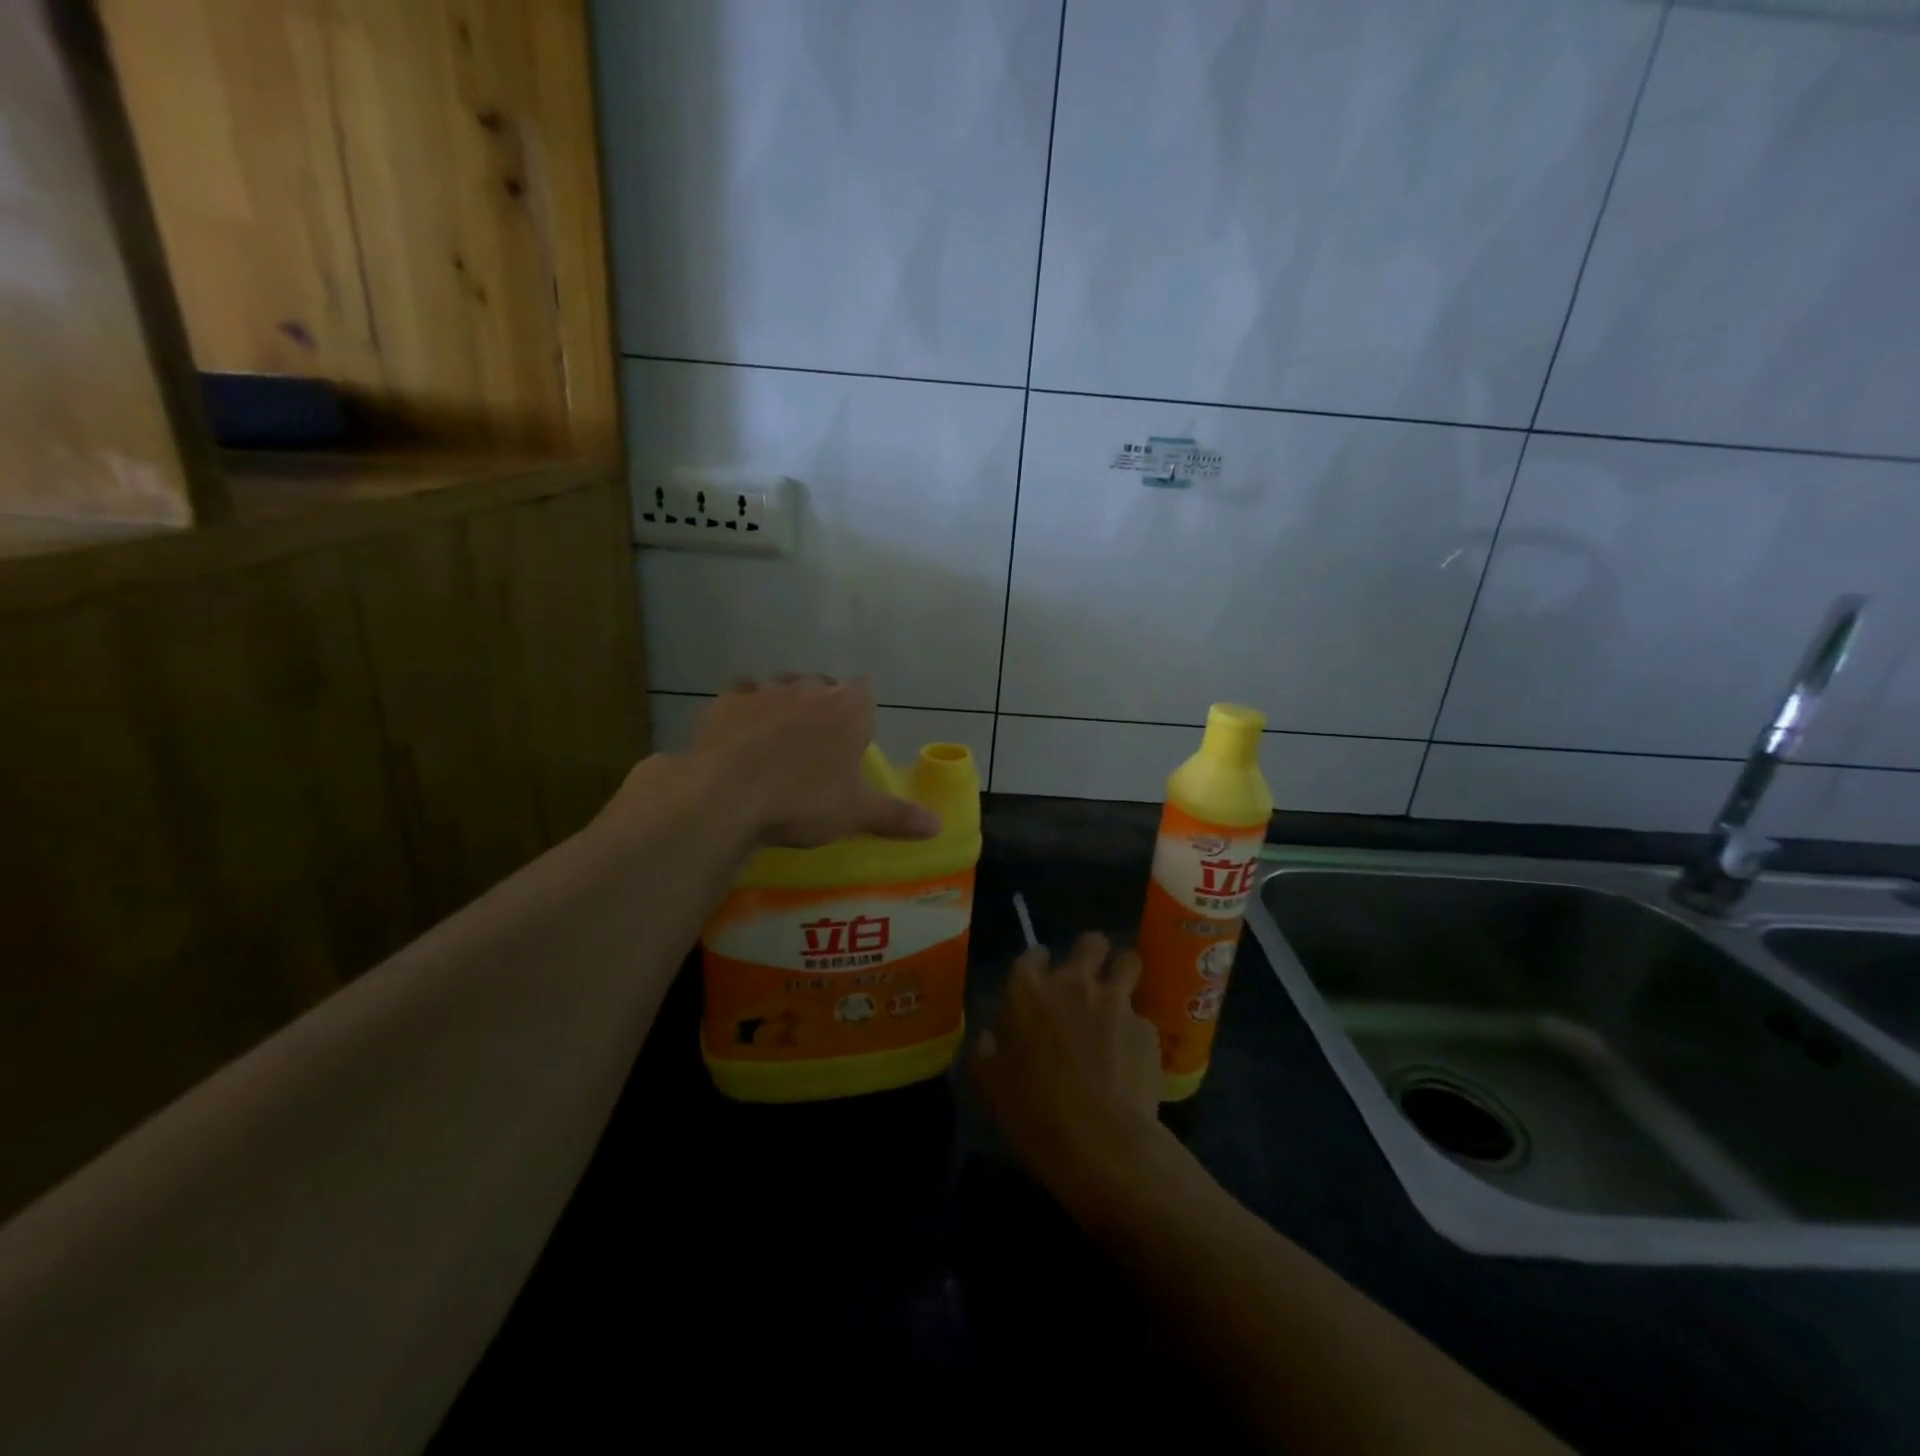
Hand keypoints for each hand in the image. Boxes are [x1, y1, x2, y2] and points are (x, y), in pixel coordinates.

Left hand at [686, 675, 940, 847]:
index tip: (852, 740)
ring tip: (777, 742)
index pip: (864, 692)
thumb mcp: (856, 813)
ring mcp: (765, 691)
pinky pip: (741, 696)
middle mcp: (809, 689)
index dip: (859, 713)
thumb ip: (897, 815)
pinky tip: (739, 737)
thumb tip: (938, 825)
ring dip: (783, 706)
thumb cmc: (804, 800)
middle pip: (822, 686)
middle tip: (816, 747)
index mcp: (848, 709)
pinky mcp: (726, 701)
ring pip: (781, 687)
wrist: (727, 796)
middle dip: (822, 707)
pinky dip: (744, 712)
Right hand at [972, 932, 1166, 1197]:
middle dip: (1091, 954)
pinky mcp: (1147, 1028)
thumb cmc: (1035, 1114)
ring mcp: (1116, 1002)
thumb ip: (988, 1053)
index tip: (1040, 982)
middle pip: (1090, 942)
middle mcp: (1074, 984)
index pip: (1034, 954)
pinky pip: (1142, 1016)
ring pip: (1127, 961)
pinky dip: (1136, 1030)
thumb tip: (989, 1038)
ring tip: (1118, 998)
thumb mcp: (993, 1086)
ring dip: (1122, 973)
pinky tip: (1131, 1057)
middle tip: (1087, 979)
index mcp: (1029, 991)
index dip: (1039, 965)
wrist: (1102, 1144)